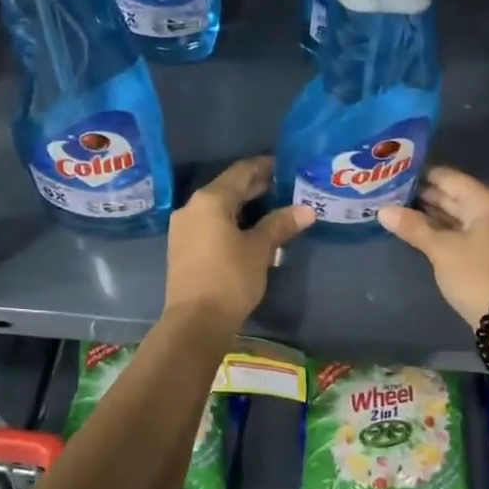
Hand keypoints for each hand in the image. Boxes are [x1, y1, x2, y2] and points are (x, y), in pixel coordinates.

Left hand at [164, 157, 313, 332]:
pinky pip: (209, 223)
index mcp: (210, 200)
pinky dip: (229, 220)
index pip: (241, 172)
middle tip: (283, 186)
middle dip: (255, 186)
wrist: (195, 321)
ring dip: (242, 205)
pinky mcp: (182, 246)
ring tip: (270, 207)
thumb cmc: (230, 279)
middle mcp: (192, 207)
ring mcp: (184, 227)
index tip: (284, 166)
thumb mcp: (260, 250)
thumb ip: (280, 225)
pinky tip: (248, 229)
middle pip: (227, 188)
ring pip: (217, 206)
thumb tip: (306, 210)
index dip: (263, 166)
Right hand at [378, 166, 488, 328]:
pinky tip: (422, 230)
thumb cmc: (475, 275)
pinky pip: (466, 230)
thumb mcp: (441, 250)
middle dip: (425, 195)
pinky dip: (445, 229)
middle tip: (392, 192)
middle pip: (456, 195)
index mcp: (487, 202)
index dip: (422, 175)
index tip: (396, 173)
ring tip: (400, 209)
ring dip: (433, 213)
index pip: (449, 178)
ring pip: (460, 214)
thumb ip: (413, 227)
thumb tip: (383, 211)